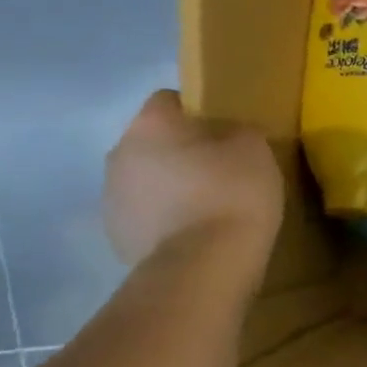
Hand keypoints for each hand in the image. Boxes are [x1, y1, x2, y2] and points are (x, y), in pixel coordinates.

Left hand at [103, 91, 283, 270]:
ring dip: (169, 187)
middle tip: (220, 171)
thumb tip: (227, 136)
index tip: (225, 133)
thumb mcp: (255, 149)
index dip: (198, 112)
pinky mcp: (116, 237)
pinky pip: (145, 217)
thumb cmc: (231, 194)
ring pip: (145, 180)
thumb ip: (237, 132)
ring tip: (208, 209)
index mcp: (150, 124)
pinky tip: (195, 235)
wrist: (203, 266)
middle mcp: (119, 153)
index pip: (170, 100)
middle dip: (180, 152)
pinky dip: (165, 221)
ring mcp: (112, 198)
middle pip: (153, 142)